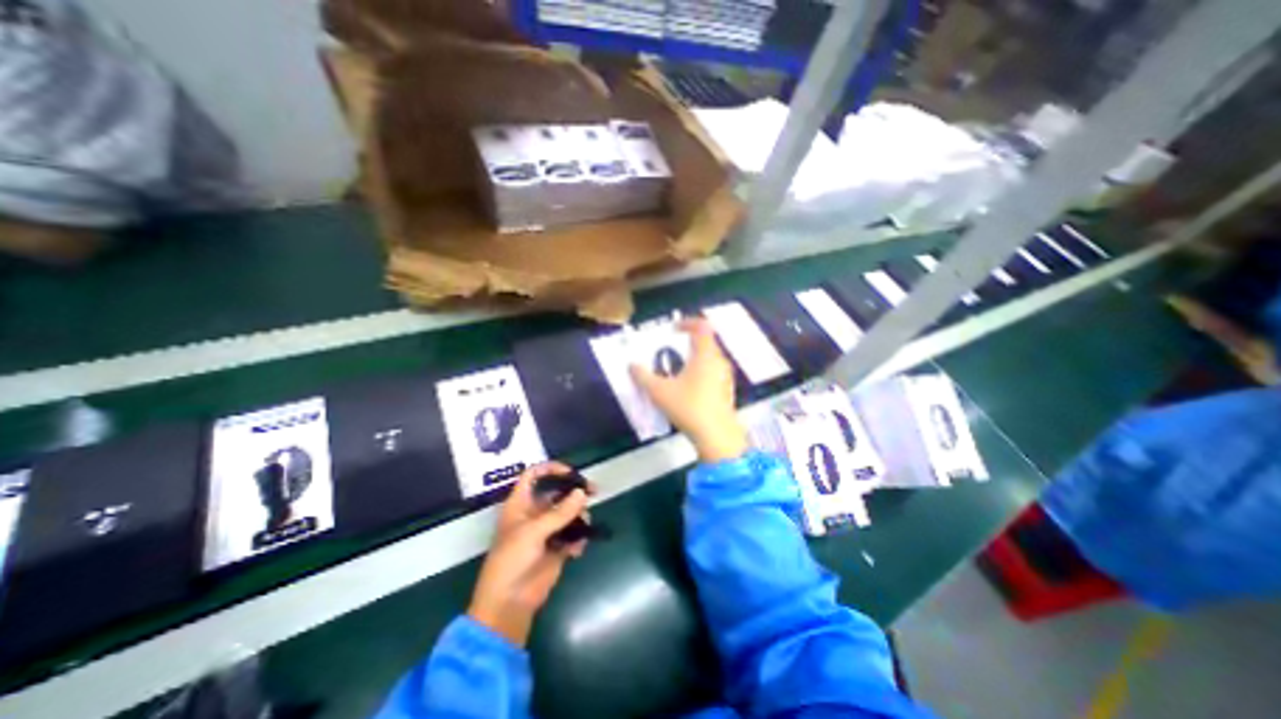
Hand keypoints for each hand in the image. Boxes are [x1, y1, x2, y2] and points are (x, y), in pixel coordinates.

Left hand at [469, 462, 593, 647]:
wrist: (508, 604)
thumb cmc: (511, 561)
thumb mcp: (532, 532)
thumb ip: (559, 513)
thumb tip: (582, 493)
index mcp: (521, 504)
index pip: (534, 476)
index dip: (550, 469)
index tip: (571, 473)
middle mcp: (534, 513)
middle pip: (557, 493)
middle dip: (574, 491)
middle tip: (594, 491)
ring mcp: (546, 531)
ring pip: (568, 513)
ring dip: (579, 516)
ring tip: (584, 526)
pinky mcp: (557, 548)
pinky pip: (573, 535)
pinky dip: (578, 538)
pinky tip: (576, 550)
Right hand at [630, 317, 752, 463]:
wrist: (716, 436)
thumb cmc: (688, 407)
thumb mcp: (659, 392)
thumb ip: (643, 377)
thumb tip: (632, 366)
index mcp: (705, 355)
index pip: (702, 326)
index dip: (688, 322)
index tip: (673, 329)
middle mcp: (719, 361)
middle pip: (707, 341)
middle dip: (689, 341)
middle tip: (672, 347)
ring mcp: (725, 377)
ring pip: (711, 358)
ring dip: (695, 357)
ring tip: (678, 368)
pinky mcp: (726, 391)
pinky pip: (713, 371)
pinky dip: (701, 371)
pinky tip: (689, 387)